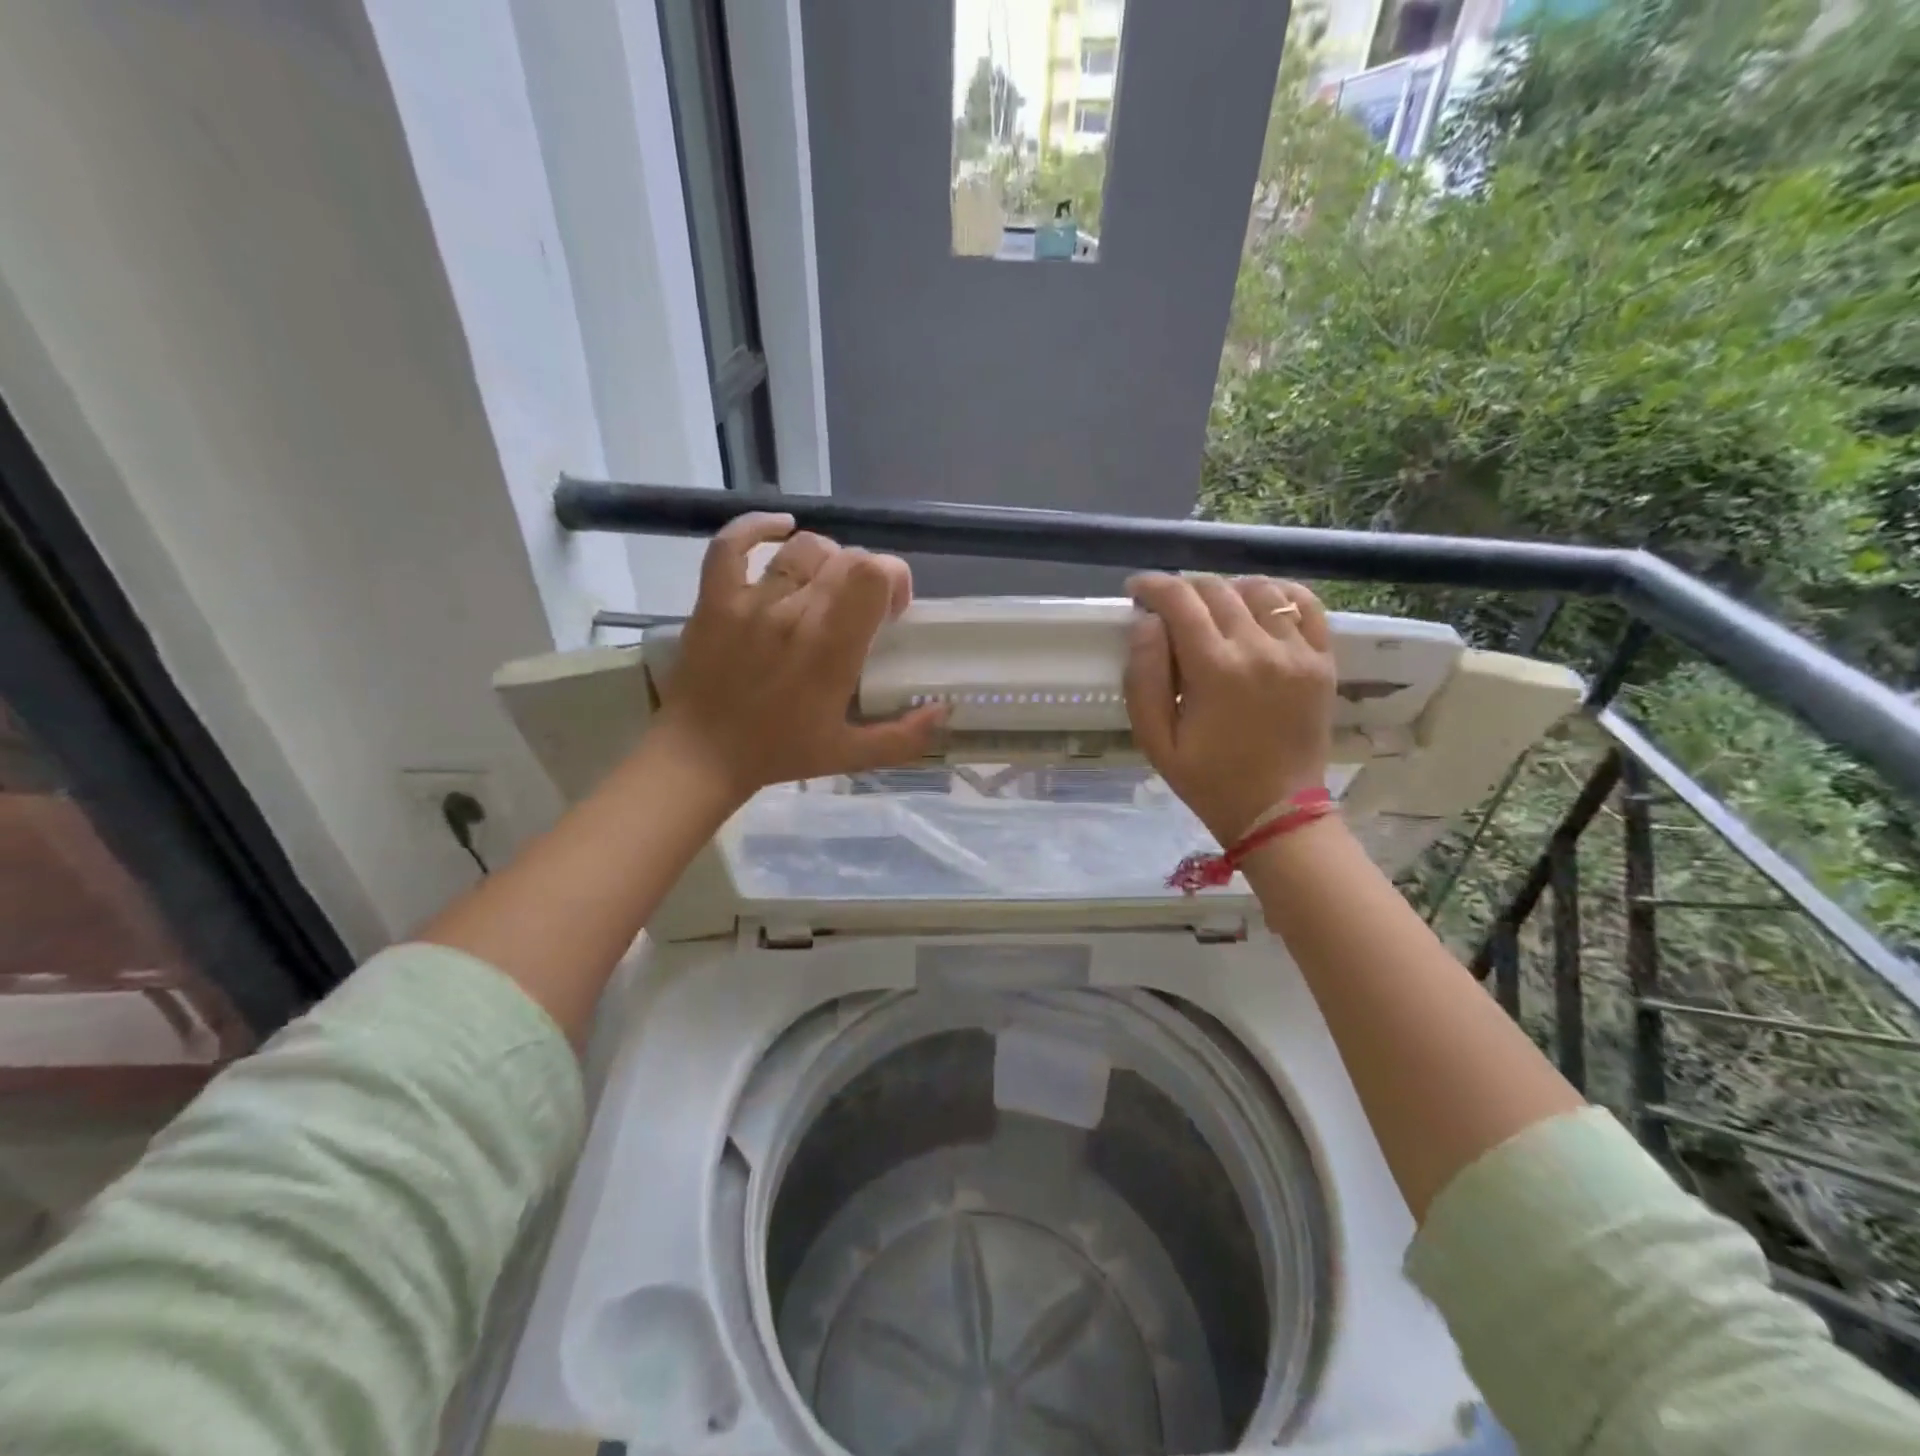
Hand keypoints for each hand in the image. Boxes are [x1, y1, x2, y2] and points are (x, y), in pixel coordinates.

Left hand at [651, 514, 947, 804]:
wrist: (701, 757)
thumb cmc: (779, 753)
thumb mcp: (851, 755)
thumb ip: (904, 737)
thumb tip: (943, 711)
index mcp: (832, 648)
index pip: (874, 575)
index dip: (895, 579)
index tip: (893, 610)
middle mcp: (795, 614)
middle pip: (846, 558)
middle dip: (867, 574)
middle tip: (862, 607)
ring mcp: (751, 601)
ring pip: (802, 549)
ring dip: (827, 558)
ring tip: (827, 583)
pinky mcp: (714, 598)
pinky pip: (731, 544)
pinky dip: (757, 527)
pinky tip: (781, 529)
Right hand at [1124, 573, 1334, 844]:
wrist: (1276, 812)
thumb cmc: (1207, 780)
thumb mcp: (1155, 740)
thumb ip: (1143, 677)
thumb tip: (1146, 622)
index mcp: (1215, 670)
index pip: (1179, 600)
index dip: (1152, 585)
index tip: (1136, 590)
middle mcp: (1260, 649)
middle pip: (1216, 589)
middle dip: (1183, 589)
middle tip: (1167, 609)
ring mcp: (1298, 652)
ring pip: (1258, 589)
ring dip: (1226, 590)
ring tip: (1211, 611)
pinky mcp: (1322, 660)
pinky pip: (1304, 604)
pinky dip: (1277, 594)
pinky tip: (1257, 608)